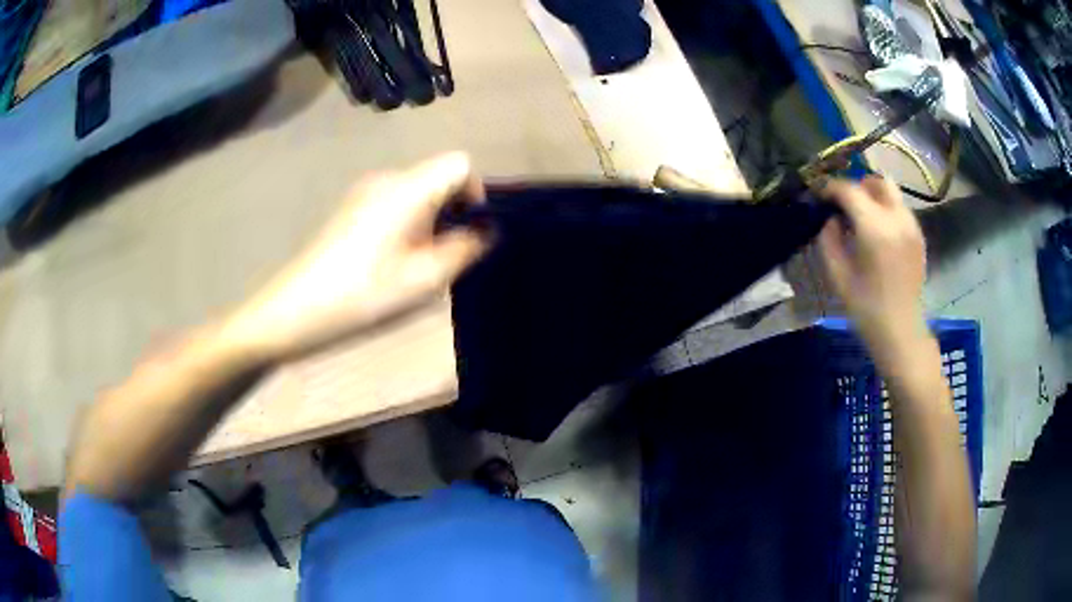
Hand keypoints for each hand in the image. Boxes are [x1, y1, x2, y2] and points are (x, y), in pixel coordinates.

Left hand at [226, 152, 489, 361]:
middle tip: (446, 256)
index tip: (470, 230)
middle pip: (437, 176)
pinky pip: (395, 202)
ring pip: (416, 191)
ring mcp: (365, 191)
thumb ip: (464, 249)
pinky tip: (391, 259)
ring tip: (418, 263)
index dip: (475, 192)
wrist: (297, 308)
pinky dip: (408, 222)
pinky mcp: (351, 207)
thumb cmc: (364, 294)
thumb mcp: (425, 279)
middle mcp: (388, 179)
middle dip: (453, 210)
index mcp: (408, 188)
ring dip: (430, 219)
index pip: (460, 163)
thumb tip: (485, 231)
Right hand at [817, 176, 929, 364]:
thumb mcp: (837, 276)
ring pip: (891, 191)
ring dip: (872, 196)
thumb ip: (829, 239)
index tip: (819, 195)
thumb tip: (831, 218)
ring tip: (861, 216)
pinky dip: (886, 209)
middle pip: (875, 181)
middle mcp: (897, 218)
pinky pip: (900, 208)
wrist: (901, 332)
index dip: (830, 188)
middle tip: (843, 204)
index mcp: (875, 228)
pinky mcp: (919, 235)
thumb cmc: (866, 309)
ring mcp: (912, 225)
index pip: (849, 190)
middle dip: (856, 186)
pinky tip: (878, 231)